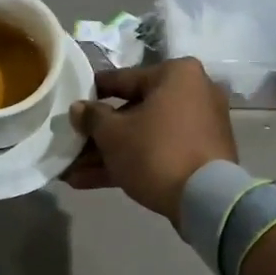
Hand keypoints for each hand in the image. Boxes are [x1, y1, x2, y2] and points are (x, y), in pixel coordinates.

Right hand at [64, 59, 236, 221]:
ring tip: (72, 172)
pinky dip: (130, 164)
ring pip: (144, 136)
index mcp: (176, 74)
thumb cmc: (155, 151)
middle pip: (133, 111)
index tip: (72, 104)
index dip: (93, 94)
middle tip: (71, 146)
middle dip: (98, 135)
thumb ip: (92, 117)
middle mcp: (193, 93)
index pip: (123, 79)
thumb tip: (78, 108)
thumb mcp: (113, 134)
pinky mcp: (200, 156)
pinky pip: (158, 152)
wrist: (204, 199)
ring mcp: (199, 127)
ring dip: (108, 155)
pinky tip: (90, 181)